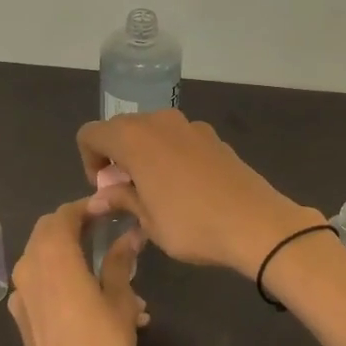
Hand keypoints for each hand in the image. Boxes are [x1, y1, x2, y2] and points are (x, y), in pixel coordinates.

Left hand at [8, 199, 148, 345]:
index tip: (111, 209)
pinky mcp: (21, 317)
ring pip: (44, 258)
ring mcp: (21, 294)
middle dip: (76, 226)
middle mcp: (29, 267)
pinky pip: (42, 285)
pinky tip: (95, 303)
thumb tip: (130, 236)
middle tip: (107, 231)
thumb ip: (120, 262)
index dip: (87, 207)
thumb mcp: (120, 300)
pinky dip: (64, 280)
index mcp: (53, 255)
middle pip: (48, 232)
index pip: (64, 214)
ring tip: (113, 276)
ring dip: (72, 256)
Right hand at [78, 111, 323, 276]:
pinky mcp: (213, 136)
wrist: (256, 223)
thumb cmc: (191, 224)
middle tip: (127, 194)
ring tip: (156, 193)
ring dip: (144, 156)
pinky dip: (170, 156)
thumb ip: (121, 199)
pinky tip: (186, 189)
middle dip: (116, 158)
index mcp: (133, 138)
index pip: (90, 134)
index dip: (89, 161)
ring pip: (151, 133)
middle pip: (121, 129)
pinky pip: (178, 140)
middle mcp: (158, 121)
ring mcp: (189, 125)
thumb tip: (101, 197)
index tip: (106, 191)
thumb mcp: (148, 220)